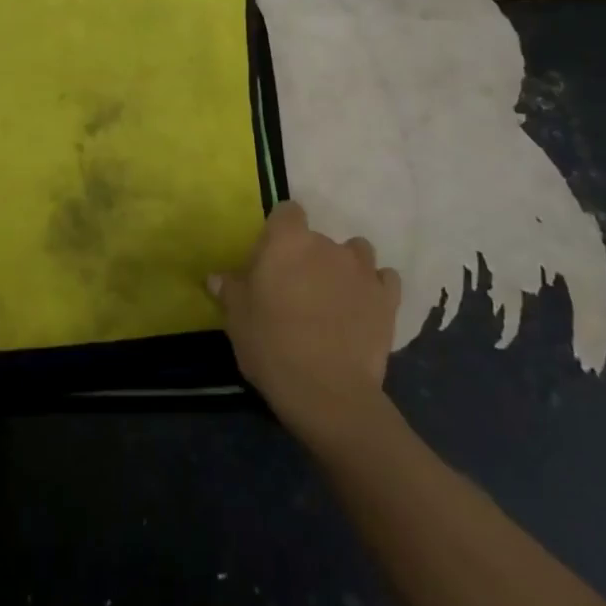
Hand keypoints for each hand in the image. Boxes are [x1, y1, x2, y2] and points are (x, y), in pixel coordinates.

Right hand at [210, 202, 400, 442]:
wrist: (328, 393)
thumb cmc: (272, 347)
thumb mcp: (237, 320)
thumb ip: (230, 290)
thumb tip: (217, 277)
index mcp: (288, 242)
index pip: (287, 211)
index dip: (279, 231)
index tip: (271, 258)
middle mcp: (327, 245)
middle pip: (317, 238)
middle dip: (308, 257)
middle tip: (296, 290)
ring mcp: (362, 270)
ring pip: (356, 252)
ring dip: (345, 267)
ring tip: (334, 296)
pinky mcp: (388, 299)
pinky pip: (384, 279)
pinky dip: (375, 288)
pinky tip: (364, 307)